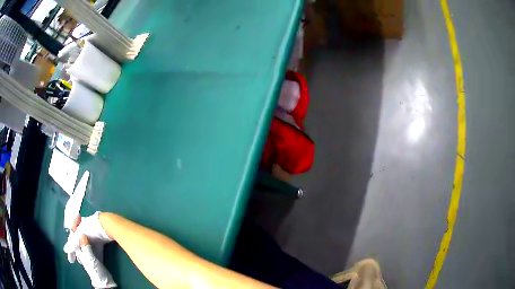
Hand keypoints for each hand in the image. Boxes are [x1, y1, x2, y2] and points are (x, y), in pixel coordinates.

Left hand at [64, 212, 116, 287]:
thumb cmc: (97, 271)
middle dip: (78, 226)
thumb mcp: (91, 260)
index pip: (73, 235)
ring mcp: (87, 251)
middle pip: (77, 235)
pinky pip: (89, 241)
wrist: (105, 282)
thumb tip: (81, 234)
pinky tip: (92, 233)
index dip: (75, 225)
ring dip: (83, 229)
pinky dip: (89, 235)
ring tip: (86, 222)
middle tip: (81, 218)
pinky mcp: (94, 254)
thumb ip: (86, 248)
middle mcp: (81, 249)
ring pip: (83, 238)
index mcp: (78, 250)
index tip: (79, 217)